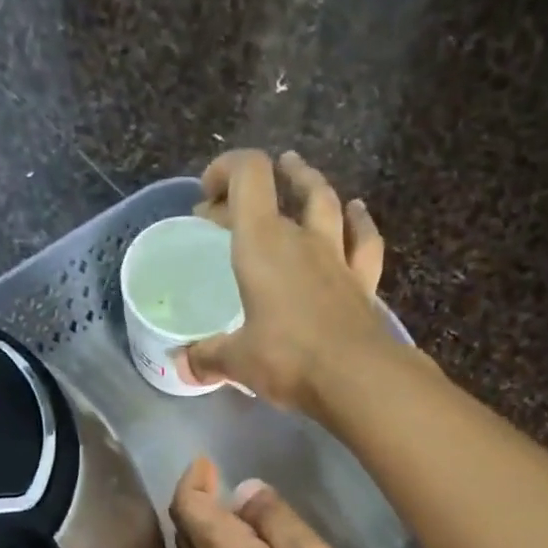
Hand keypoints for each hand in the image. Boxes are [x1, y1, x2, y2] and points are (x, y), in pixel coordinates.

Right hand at [185, 150, 402, 415]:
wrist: (356, 378)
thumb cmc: (288, 359)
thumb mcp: (238, 361)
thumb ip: (208, 357)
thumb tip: (184, 364)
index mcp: (263, 244)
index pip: (248, 175)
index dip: (226, 170)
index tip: (206, 195)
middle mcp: (302, 239)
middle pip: (281, 189)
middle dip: (253, 192)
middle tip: (235, 207)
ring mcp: (338, 257)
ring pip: (326, 202)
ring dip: (309, 184)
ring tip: (299, 175)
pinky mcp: (363, 282)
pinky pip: (363, 239)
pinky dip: (357, 222)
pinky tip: (355, 213)